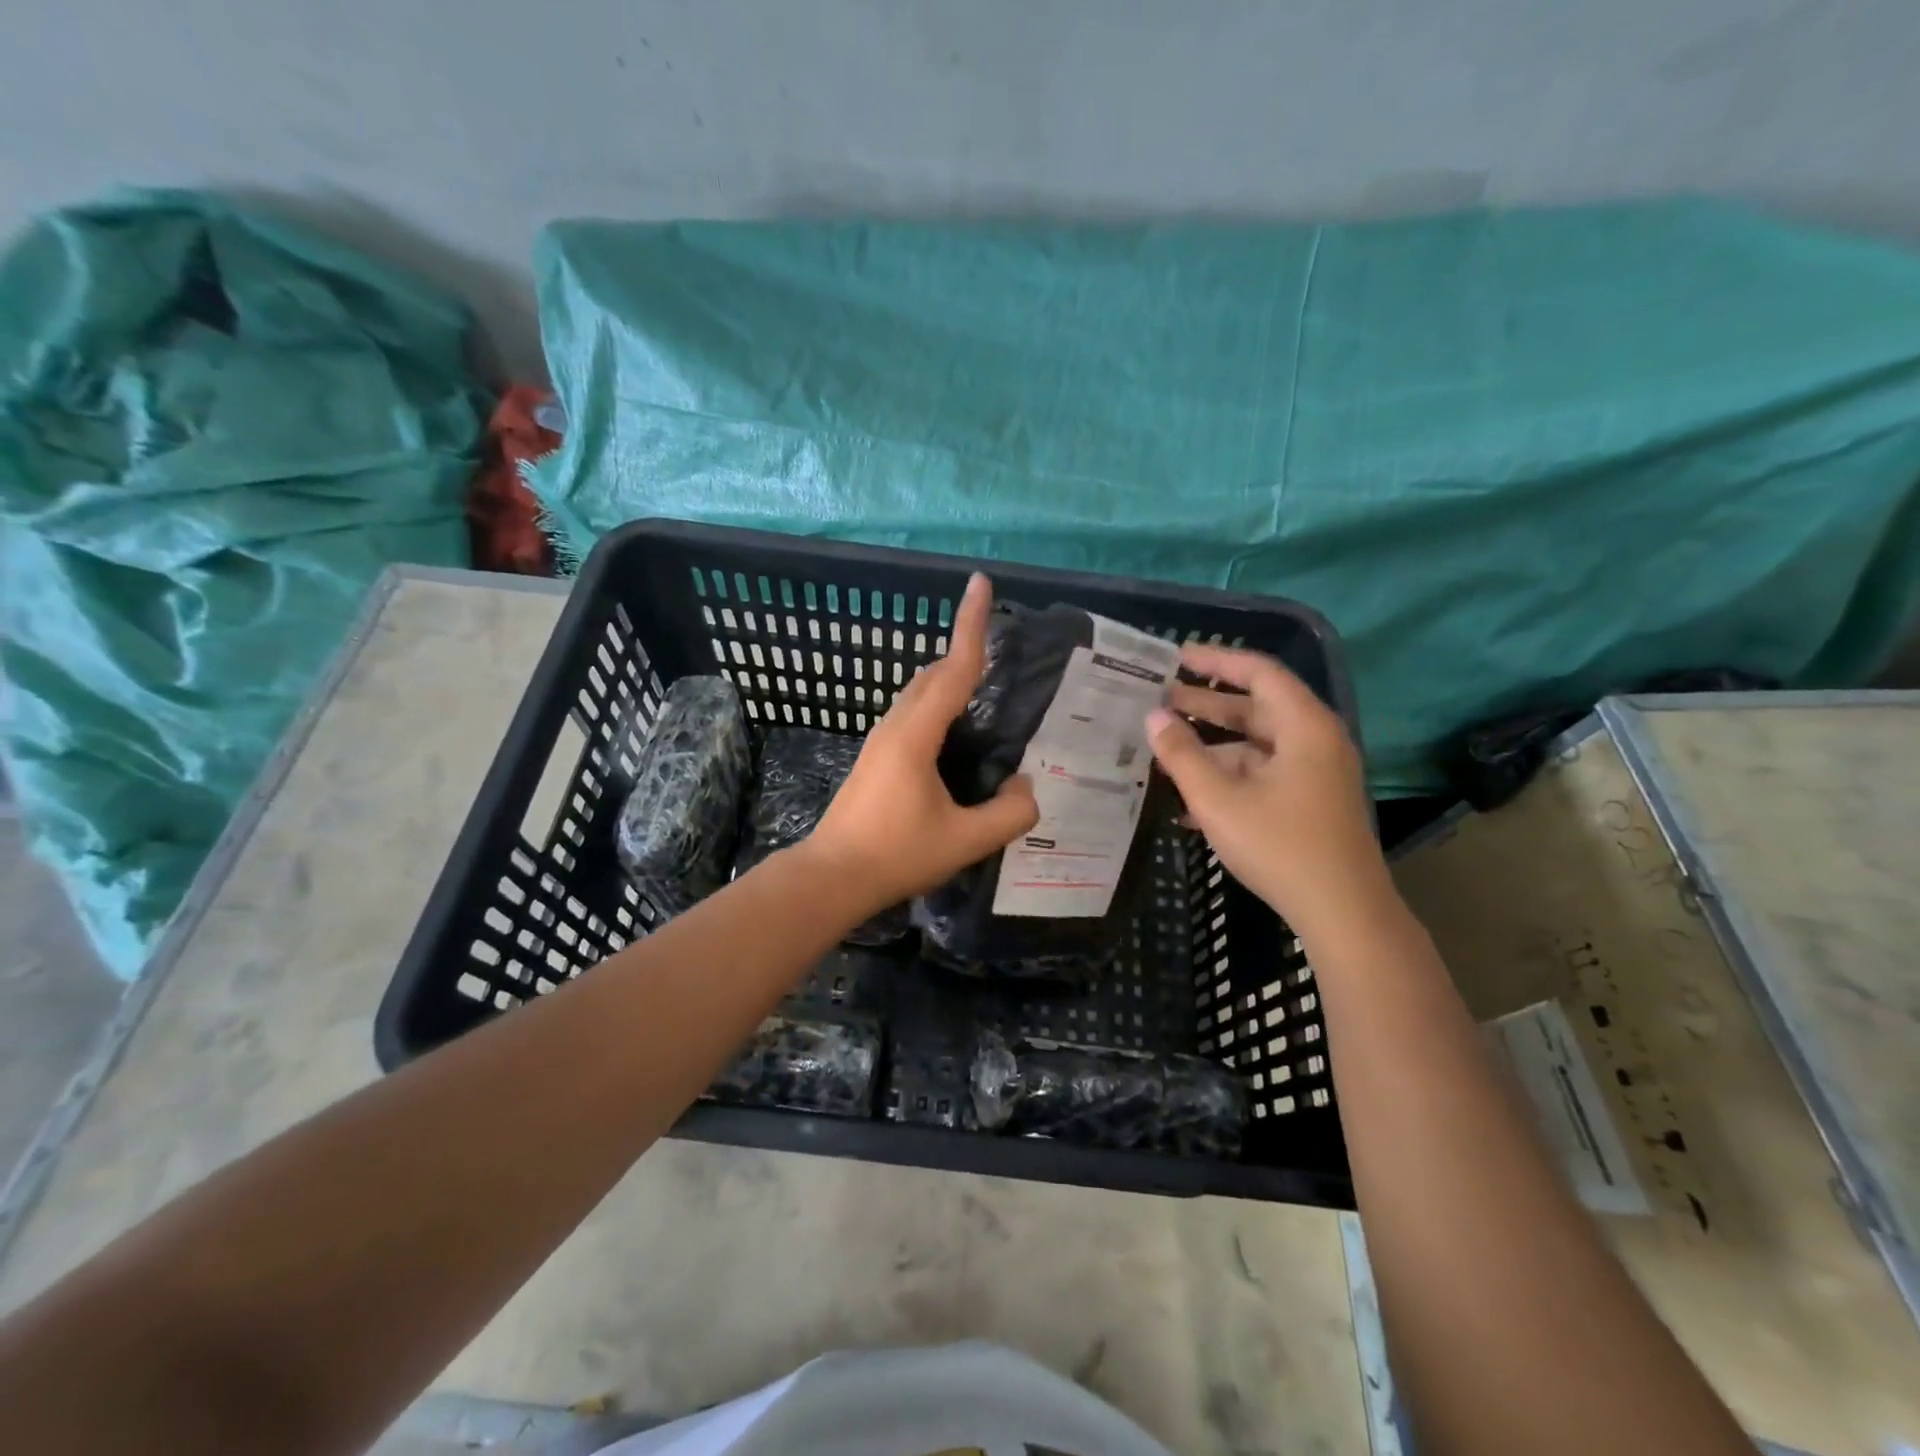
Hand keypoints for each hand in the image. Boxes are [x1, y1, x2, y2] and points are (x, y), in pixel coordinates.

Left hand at [804, 573, 1039, 914]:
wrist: (833, 876)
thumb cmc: (897, 854)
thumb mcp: (965, 841)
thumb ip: (1009, 813)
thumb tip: (1027, 787)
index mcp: (916, 733)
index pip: (954, 668)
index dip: (971, 624)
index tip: (980, 582)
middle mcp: (896, 725)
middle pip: (933, 673)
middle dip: (964, 649)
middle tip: (1000, 645)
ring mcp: (881, 739)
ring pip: (919, 692)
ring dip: (950, 678)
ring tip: (985, 688)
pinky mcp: (876, 756)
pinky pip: (913, 712)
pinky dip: (938, 703)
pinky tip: (955, 732)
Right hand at [1146, 644, 1389, 934]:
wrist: (1342, 912)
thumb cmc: (1279, 846)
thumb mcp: (1218, 799)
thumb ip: (1181, 754)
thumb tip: (1154, 717)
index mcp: (1303, 726)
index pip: (1259, 672)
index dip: (1216, 660)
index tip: (1177, 656)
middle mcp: (1315, 740)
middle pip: (1256, 707)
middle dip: (1206, 703)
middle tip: (1159, 698)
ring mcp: (1315, 773)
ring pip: (1256, 744)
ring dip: (1212, 745)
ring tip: (1164, 747)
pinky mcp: (1310, 801)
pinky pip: (1264, 773)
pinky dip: (1229, 775)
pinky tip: (1189, 797)